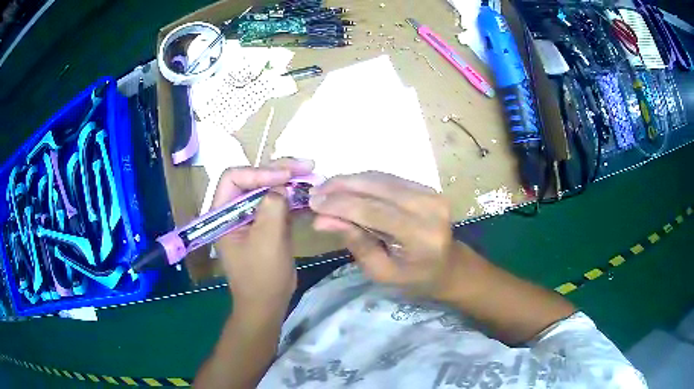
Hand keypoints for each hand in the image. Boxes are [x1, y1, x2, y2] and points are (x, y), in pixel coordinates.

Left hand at [212, 158, 313, 311]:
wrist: (268, 304)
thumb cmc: (261, 277)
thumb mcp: (267, 242)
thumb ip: (272, 208)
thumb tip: (281, 186)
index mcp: (223, 213)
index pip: (234, 178)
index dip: (260, 172)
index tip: (287, 177)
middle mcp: (235, 210)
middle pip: (254, 179)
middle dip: (279, 171)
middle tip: (308, 165)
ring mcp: (252, 217)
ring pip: (269, 188)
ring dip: (290, 181)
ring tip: (312, 175)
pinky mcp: (267, 224)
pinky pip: (279, 203)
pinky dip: (294, 197)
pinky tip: (310, 194)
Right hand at [309, 172, 455, 297]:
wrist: (449, 266)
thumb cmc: (414, 278)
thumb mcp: (381, 271)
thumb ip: (355, 242)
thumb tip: (322, 220)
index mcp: (421, 236)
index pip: (374, 211)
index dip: (340, 204)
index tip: (313, 203)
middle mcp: (429, 208)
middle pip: (377, 187)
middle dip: (341, 186)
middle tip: (315, 192)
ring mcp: (431, 193)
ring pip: (381, 177)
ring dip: (350, 180)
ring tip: (326, 189)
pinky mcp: (427, 187)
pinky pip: (389, 178)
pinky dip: (365, 181)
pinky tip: (347, 187)